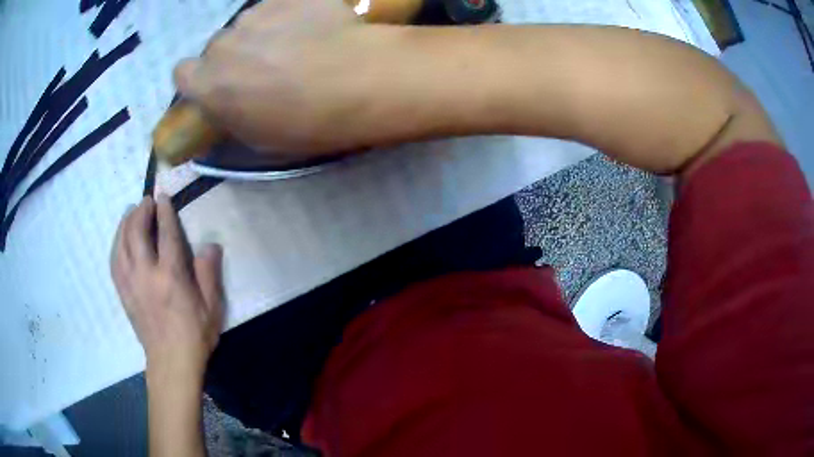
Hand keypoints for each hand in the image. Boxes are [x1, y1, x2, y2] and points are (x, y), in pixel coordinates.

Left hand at [111, 195, 223, 383]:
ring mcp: (131, 284)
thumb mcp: (212, 307)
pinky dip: (116, 244)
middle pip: (136, 233)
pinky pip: (114, 262)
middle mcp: (146, 275)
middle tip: (146, 201)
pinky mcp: (124, 294)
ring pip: (121, 245)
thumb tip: (210, 246)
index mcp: (170, 277)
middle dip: (140, 212)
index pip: (165, 235)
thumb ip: (209, 274)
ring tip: (131, 213)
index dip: (164, 212)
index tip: (163, 197)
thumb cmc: (194, 336)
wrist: (171, 364)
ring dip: (125, 224)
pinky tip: (120, 240)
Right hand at [174, 0, 389, 154]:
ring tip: (296, 46)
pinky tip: (313, 28)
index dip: (199, 79)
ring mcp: (256, 13)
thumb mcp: (258, 138)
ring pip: (247, 24)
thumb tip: (227, 102)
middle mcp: (223, 43)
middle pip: (218, 47)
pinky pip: (278, 6)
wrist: (358, 79)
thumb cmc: (306, 121)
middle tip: (267, 68)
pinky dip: (289, 16)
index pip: (182, 73)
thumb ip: (231, 114)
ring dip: (262, 34)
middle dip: (234, 56)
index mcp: (208, 83)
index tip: (218, 86)